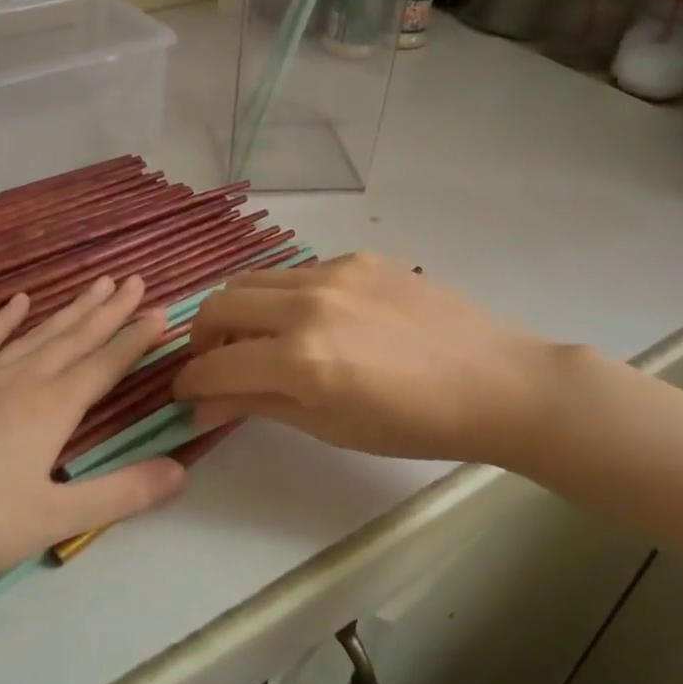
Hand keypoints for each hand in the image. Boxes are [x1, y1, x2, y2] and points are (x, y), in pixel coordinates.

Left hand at [0, 276, 185, 632]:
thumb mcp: (52, 520)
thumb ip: (120, 494)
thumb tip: (181, 470)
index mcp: (51, 409)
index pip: (105, 365)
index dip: (136, 338)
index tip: (162, 311)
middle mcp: (20, 381)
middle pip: (74, 338)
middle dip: (109, 311)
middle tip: (134, 281)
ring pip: (35, 334)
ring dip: (68, 309)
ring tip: (94, 284)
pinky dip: (2, 320)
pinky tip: (16, 302)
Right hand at [173, 253, 567, 467]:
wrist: (495, 381)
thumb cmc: (414, 424)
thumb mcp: (330, 426)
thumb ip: (258, 406)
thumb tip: (202, 406)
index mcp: (301, 359)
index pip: (215, 365)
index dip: (190, 382)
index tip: (186, 393)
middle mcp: (307, 304)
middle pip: (219, 305)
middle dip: (202, 338)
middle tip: (217, 364)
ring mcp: (333, 272)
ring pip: (252, 280)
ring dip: (238, 311)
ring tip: (257, 339)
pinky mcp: (356, 257)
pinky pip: (296, 272)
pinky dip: (283, 297)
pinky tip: (312, 320)